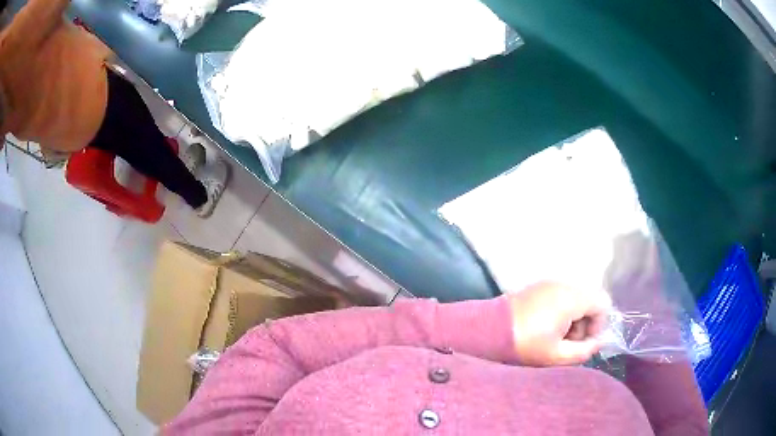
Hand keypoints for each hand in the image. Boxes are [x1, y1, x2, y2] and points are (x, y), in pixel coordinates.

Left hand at [508, 282, 610, 365]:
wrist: (488, 330)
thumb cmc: (525, 344)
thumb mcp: (557, 356)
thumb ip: (584, 351)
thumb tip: (597, 344)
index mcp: (572, 297)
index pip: (603, 302)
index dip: (599, 324)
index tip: (584, 342)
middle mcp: (564, 283)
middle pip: (590, 299)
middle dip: (586, 322)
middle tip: (568, 342)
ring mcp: (550, 282)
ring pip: (576, 297)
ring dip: (574, 317)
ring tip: (555, 337)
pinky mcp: (538, 286)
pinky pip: (561, 295)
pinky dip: (562, 310)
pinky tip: (545, 327)